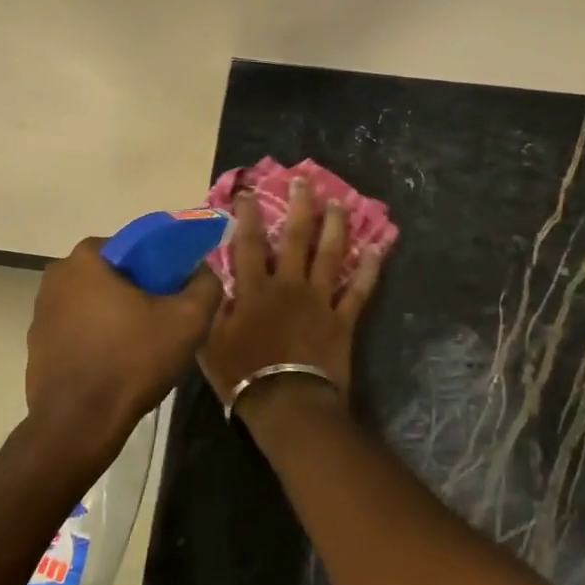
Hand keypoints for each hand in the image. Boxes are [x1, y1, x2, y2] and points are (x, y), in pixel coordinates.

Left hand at [25, 237, 221, 463]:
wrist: (78, 425)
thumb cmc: (132, 361)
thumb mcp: (188, 321)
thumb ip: (205, 284)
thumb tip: (203, 270)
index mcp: (86, 258)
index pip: (134, 245)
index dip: (161, 264)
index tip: (178, 290)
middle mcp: (56, 276)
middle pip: (113, 273)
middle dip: (139, 290)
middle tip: (165, 317)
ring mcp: (41, 312)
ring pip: (94, 302)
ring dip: (117, 315)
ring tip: (143, 344)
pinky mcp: (37, 344)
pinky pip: (77, 329)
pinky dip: (97, 337)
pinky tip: (117, 363)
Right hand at [199, 178, 382, 418]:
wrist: (287, 403)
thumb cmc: (242, 375)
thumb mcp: (211, 341)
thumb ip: (212, 306)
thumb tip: (209, 279)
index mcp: (256, 289)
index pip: (249, 243)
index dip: (248, 214)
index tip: (249, 191)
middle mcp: (289, 286)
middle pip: (296, 238)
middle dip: (301, 206)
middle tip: (305, 181)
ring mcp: (320, 300)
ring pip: (330, 255)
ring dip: (335, 227)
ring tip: (340, 203)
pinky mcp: (342, 320)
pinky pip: (358, 291)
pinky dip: (368, 270)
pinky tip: (375, 250)